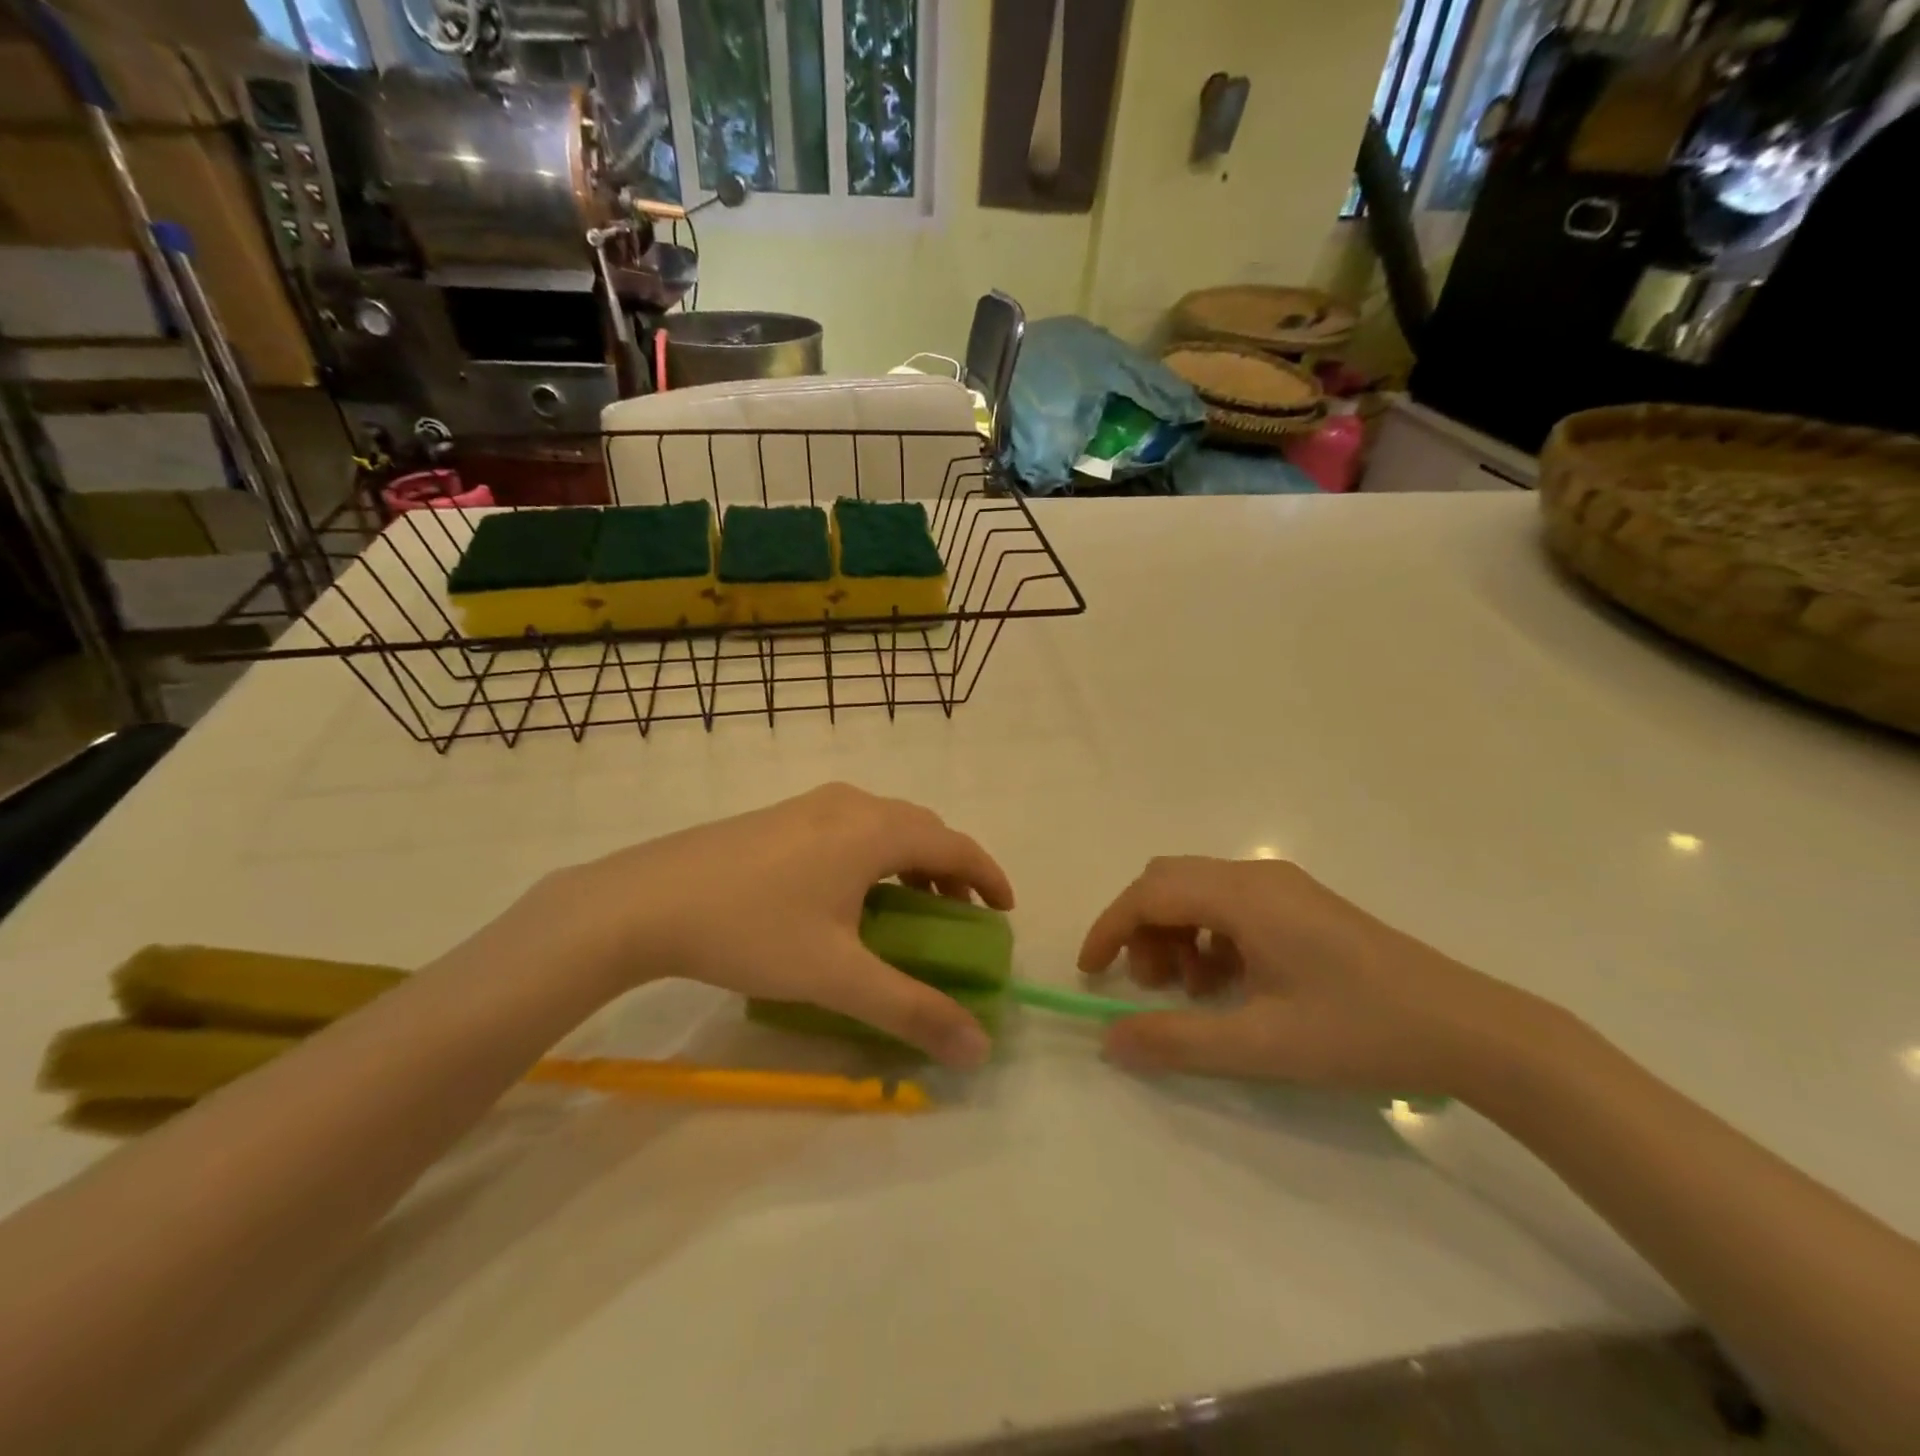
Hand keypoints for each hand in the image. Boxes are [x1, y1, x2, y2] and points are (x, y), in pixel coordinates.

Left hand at [534, 784, 1013, 1067]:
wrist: (644, 901)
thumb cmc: (752, 929)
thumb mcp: (837, 976)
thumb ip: (912, 1011)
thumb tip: (978, 1049)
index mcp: (875, 829)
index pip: (955, 843)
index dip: (988, 876)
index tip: (1005, 911)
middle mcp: (850, 803)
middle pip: (922, 828)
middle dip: (950, 870)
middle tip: (958, 917)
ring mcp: (810, 804)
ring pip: (883, 825)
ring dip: (909, 861)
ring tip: (908, 907)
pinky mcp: (779, 816)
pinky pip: (849, 827)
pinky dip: (873, 855)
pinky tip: (846, 896)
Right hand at [1078, 856, 1546, 1097]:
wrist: (1470, 1029)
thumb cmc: (1360, 1031)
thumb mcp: (1260, 1044)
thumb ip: (1177, 1040)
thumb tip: (1109, 1039)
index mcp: (1244, 896)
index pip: (1151, 893)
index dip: (1110, 928)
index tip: (1091, 972)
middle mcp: (1258, 876)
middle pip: (1170, 882)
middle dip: (1143, 929)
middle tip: (1151, 986)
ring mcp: (1283, 888)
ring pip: (1199, 892)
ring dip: (1176, 935)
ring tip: (1194, 993)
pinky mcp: (1302, 906)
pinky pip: (1231, 906)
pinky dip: (1209, 938)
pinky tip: (1231, 985)